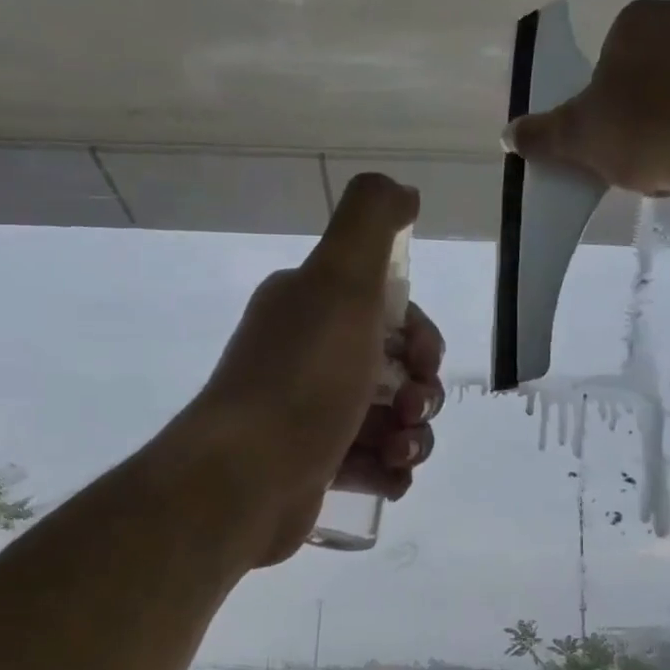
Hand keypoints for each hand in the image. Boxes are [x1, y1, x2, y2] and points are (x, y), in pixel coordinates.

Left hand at [193, 173, 444, 565]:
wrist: (246, 476)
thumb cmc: (303, 378)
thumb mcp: (341, 280)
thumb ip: (372, 221)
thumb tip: (403, 192)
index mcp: (311, 308)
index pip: (388, 313)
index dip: (420, 336)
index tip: (423, 361)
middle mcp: (307, 356)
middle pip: (394, 369)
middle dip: (422, 391)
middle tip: (411, 411)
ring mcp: (309, 416)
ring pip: (389, 421)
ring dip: (413, 436)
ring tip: (400, 454)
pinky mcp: (313, 468)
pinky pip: (371, 465)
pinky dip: (389, 471)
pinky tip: (389, 478)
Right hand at [504, 0, 669, 197]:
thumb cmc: (650, 131)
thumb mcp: (581, 140)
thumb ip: (544, 135)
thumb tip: (507, 134)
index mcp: (637, 22)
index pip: (613, 58)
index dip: (611, 102)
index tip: (618, 138)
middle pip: (662, 63)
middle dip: (655, 102)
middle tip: (652, 151)